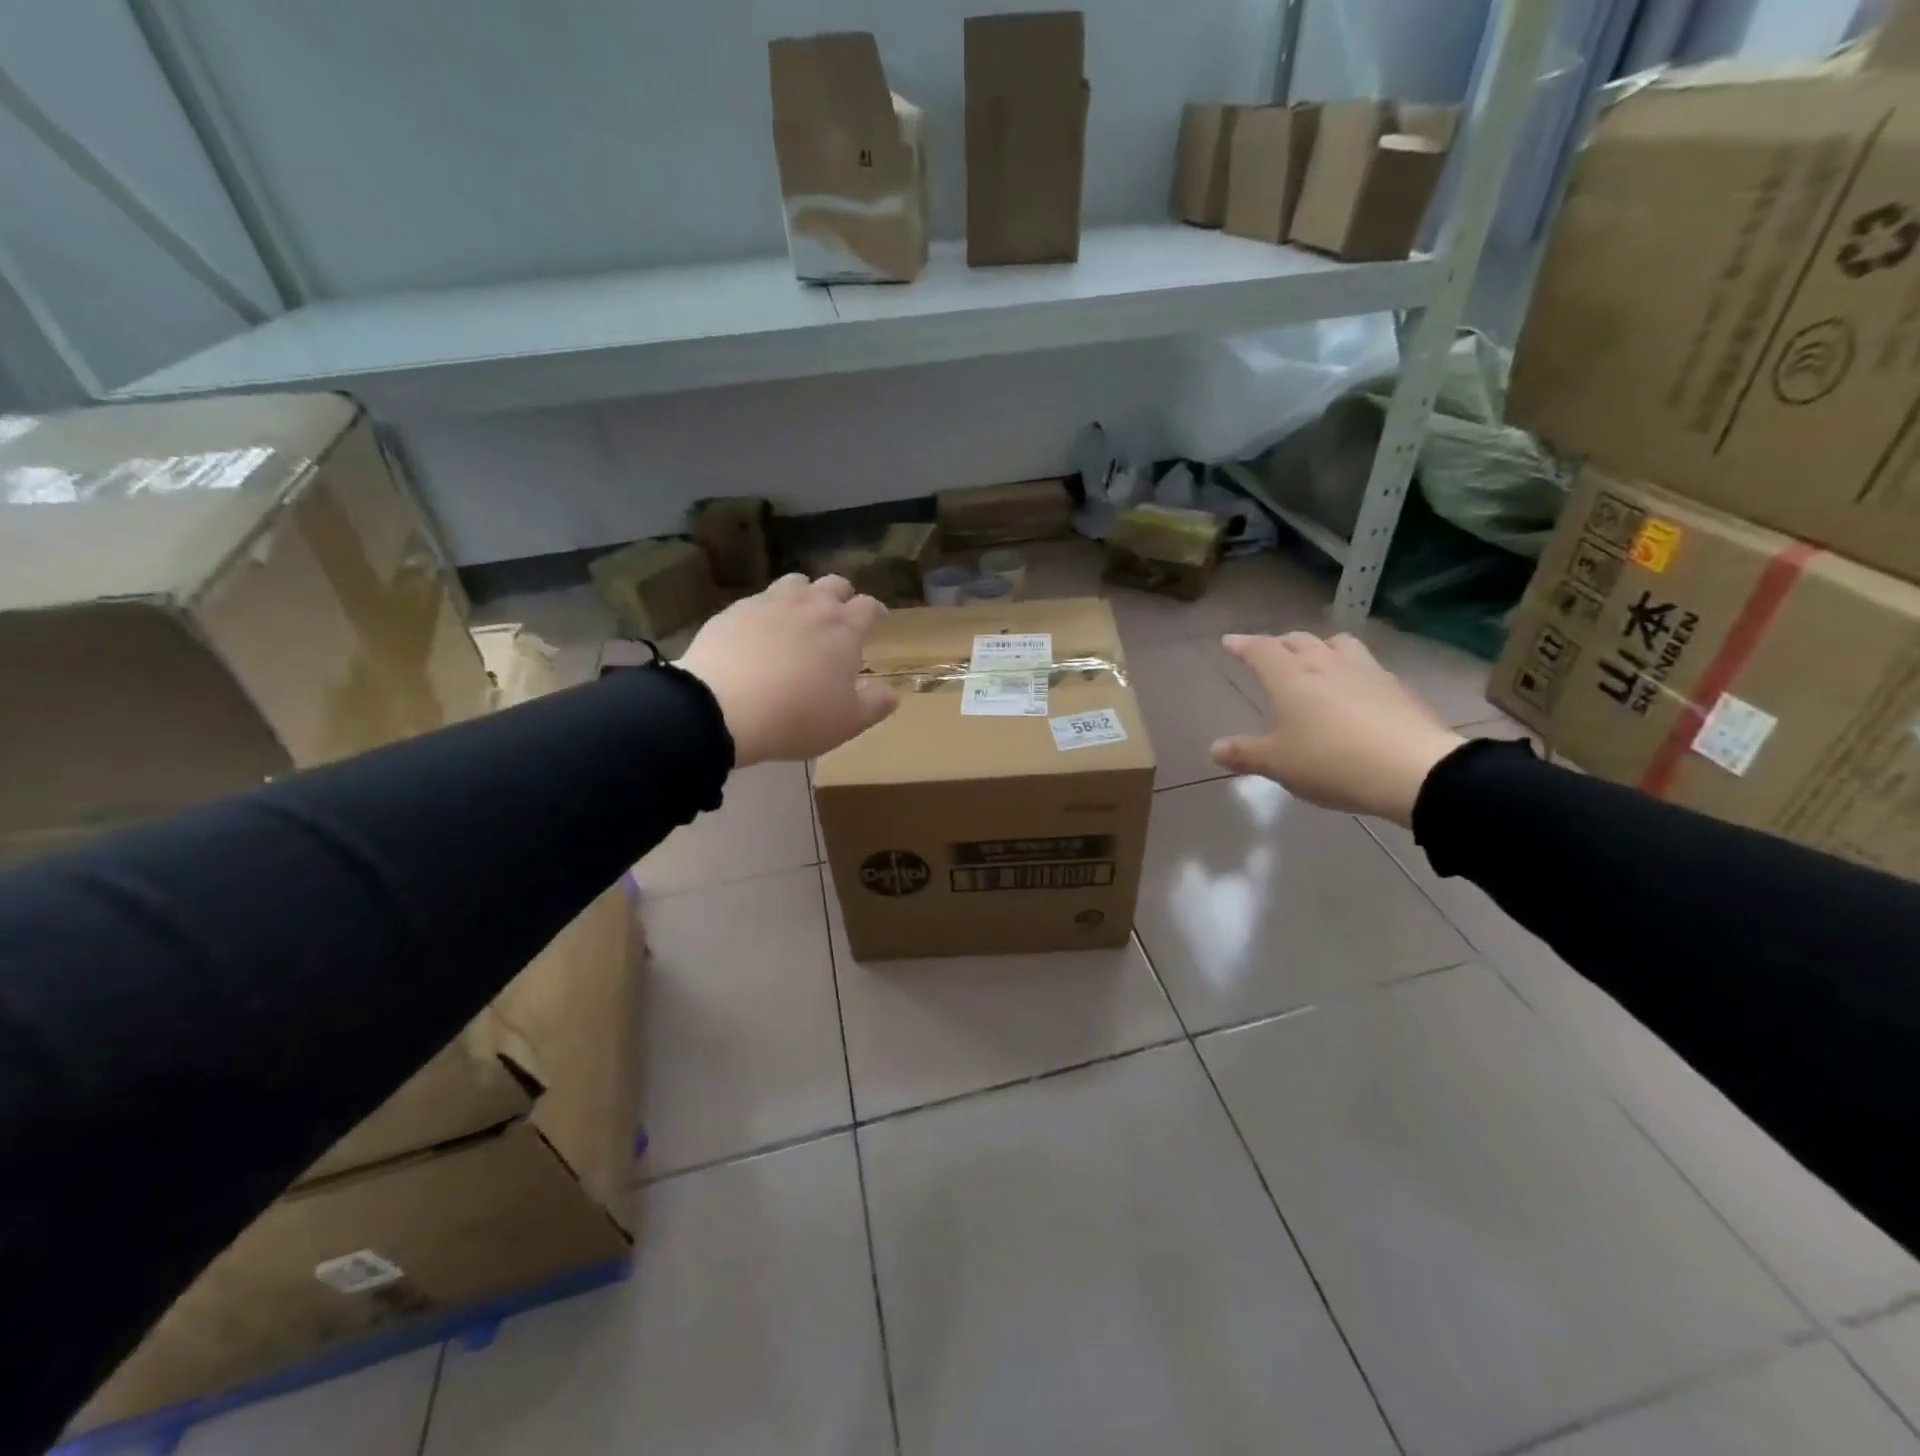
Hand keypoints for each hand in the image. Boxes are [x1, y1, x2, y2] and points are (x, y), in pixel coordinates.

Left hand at [679, 574, 897, 766]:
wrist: (722, 708)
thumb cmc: (796, 717)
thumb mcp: (847, 722)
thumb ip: (875, 705)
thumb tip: (893, 694)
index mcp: (845, 630)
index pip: (869, 607)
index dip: (876, 613)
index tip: (877, 621)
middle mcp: (811, 606)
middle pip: (835, 585)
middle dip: (842, 597)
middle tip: (839, 619)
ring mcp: (770, 603)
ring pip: (796, 582)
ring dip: (805, 595)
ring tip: (800, 617)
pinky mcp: (735, 610)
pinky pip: (759, 599)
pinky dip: (768, 610)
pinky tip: (761, 631)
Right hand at [1209, 632, 1464, 825]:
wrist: (1413, 770)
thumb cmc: (1331, 763)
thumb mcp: (1278, 764)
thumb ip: (1246, 754)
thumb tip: (1215, 748)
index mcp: (1290, 678)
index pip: (1261, 650)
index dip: (1242, 644)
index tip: (1229, 641)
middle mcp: (1325, 664)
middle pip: (1299, 640)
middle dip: (1279, 643)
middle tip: (1269, 652)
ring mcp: (1366, 671)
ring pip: (1337, 644)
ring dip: (1320, 647)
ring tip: (1315, 659)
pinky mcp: (1396, 687)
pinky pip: (1366, 665)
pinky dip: (1350, 668)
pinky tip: (1353, 687)